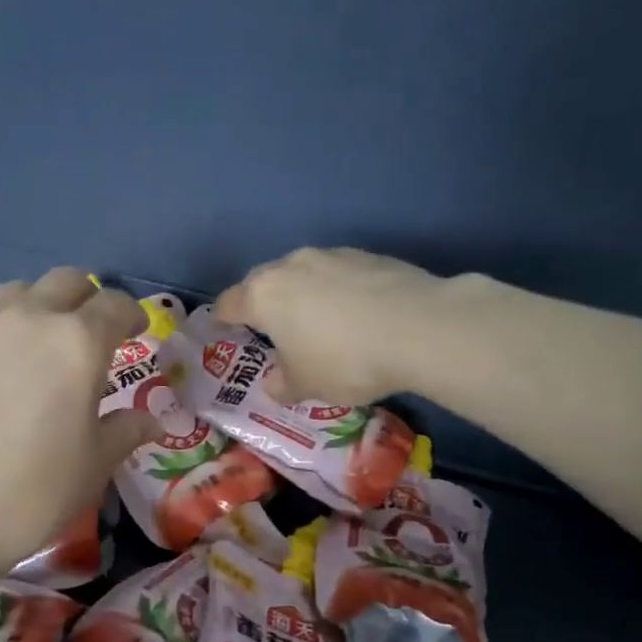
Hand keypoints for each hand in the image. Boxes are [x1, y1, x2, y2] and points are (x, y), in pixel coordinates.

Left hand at [0, 269, 159, 585]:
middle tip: (92, 333)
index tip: (137, 332)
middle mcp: (27, 319)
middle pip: (65, 282)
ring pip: (17, 292)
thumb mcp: (92, 467)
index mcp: (76, 343)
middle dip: (87, 299)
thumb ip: (125, 431)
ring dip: (39, 307)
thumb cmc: (29, 494)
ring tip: (39, 343)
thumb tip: (153, 420)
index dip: (132, 315)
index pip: (114, 306)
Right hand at [215, 247, 444, 404]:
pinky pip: (339, 275)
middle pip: (263, 282)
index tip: (221, 329)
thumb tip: (274, 383)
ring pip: (303, 274)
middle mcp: (291, 266)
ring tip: (317, 323)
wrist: (419, 328)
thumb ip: (281, 384)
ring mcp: (332, 255)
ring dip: (302, 295)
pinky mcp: (369, 255)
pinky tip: (355, 316)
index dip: (221, 319)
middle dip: (262, 303)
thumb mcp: (306, 386)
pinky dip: (337, 292)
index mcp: (264, 296)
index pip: (229, 303)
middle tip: (269, 329)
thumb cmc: (344, 361)